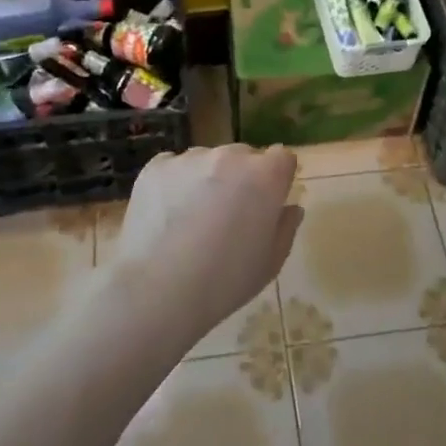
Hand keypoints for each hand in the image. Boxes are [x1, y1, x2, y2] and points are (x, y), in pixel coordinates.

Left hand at [110, 145, 302, 349]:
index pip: (282, 157)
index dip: (277, 178)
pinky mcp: (155, 167)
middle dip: (241, 177)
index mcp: (265, 176)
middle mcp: (229, 156)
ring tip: (192, 218)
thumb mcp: (270, 263)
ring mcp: (189, 158)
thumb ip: (285, 227)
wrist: (158, 289)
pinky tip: (167, 215)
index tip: (267, 202)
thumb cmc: (225, 280)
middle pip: (243, 156)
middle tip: (229, 214)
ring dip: (207, 179)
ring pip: (206, 161)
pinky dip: (174, 184)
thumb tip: (290, 208)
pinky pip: (173, 167)